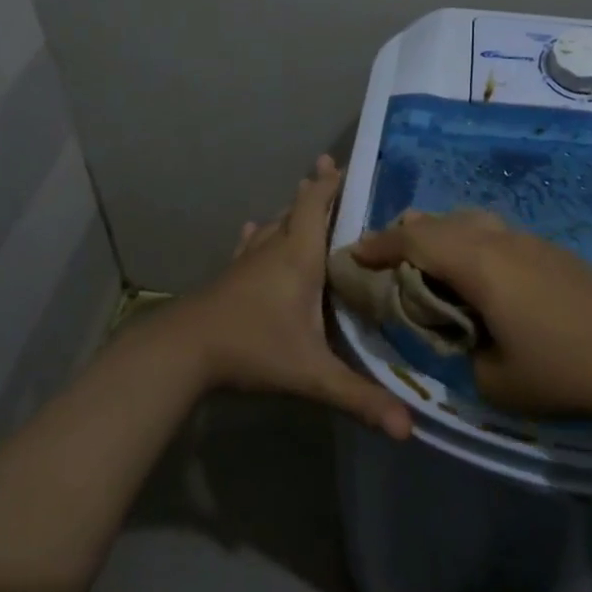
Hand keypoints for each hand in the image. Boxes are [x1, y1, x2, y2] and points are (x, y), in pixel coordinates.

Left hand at [176, 155, 412, 439]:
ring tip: (304, 197)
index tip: (346, 163)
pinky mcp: (229, 277)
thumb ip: (359, 398)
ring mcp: (247, 261)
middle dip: (316, 190)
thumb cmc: (252, 348)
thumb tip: (408, 428)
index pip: (316, 205)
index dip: (331, 183)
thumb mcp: (312, 374)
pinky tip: (256, 229)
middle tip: (333, 172)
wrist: (182, 351)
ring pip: (274, 224)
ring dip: (292, 209)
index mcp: (299, 257)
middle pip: (297, 209)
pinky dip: (260, 233)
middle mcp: (274, 249)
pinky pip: (250, 244)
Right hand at [346, 210, 591, 421]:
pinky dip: (469, 241)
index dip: (380, 245)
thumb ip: (461, 349)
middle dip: (405, 234)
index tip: (355, 255)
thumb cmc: (560, 371)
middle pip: (440, 221)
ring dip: (440, 233)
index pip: (415, 240)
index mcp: (479, 265)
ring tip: (427, 259)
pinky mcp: (550, 250)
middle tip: (384, 258)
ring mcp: (528, 241)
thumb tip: (459, 333)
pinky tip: (476, 272)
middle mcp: (499, 241)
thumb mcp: (492, 380)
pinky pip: (495, 232)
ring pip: (469, 220)